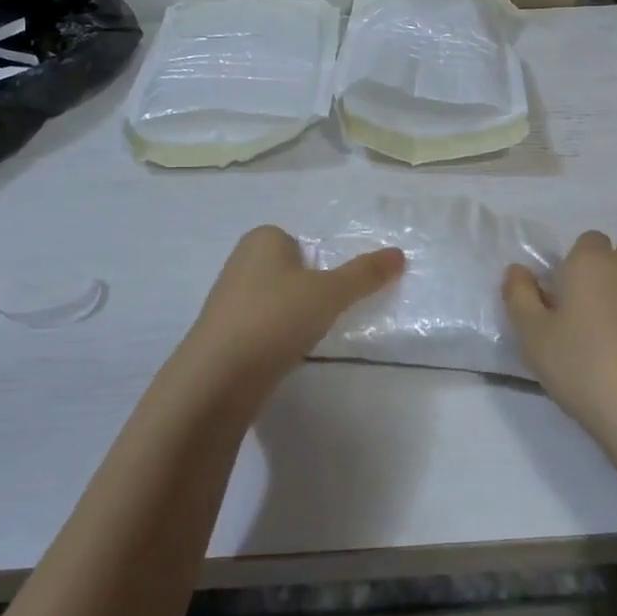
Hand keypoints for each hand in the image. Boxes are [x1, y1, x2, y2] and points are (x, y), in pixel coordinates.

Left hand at [179, 226, 404, 398]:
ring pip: (276, 301)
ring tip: (302, 340)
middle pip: (292, 272)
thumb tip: (399, 254)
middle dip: (308, 293)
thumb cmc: (275, 318)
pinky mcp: (221, 333)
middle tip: (322, 317)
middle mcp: (241, 261)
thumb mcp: (330, 293)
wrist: (217, 377)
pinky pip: (261, 327)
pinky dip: (274, 338)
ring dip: (291, 318)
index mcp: (262, 239)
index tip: (331, 294)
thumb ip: (365, 274)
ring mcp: (227, 298)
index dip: (322, 268)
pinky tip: (282, 355)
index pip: (304, 244)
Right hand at [504, 232, 616, 455]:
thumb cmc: (584, 368)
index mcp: (592, 263)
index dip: (572, 266)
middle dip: (595, 289)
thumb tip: (518, 271)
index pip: (586, 242)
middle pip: (610, 268)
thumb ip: (519, 296)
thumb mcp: (533, 336)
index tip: (560, 301)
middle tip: (576, 332)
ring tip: (608, 357)